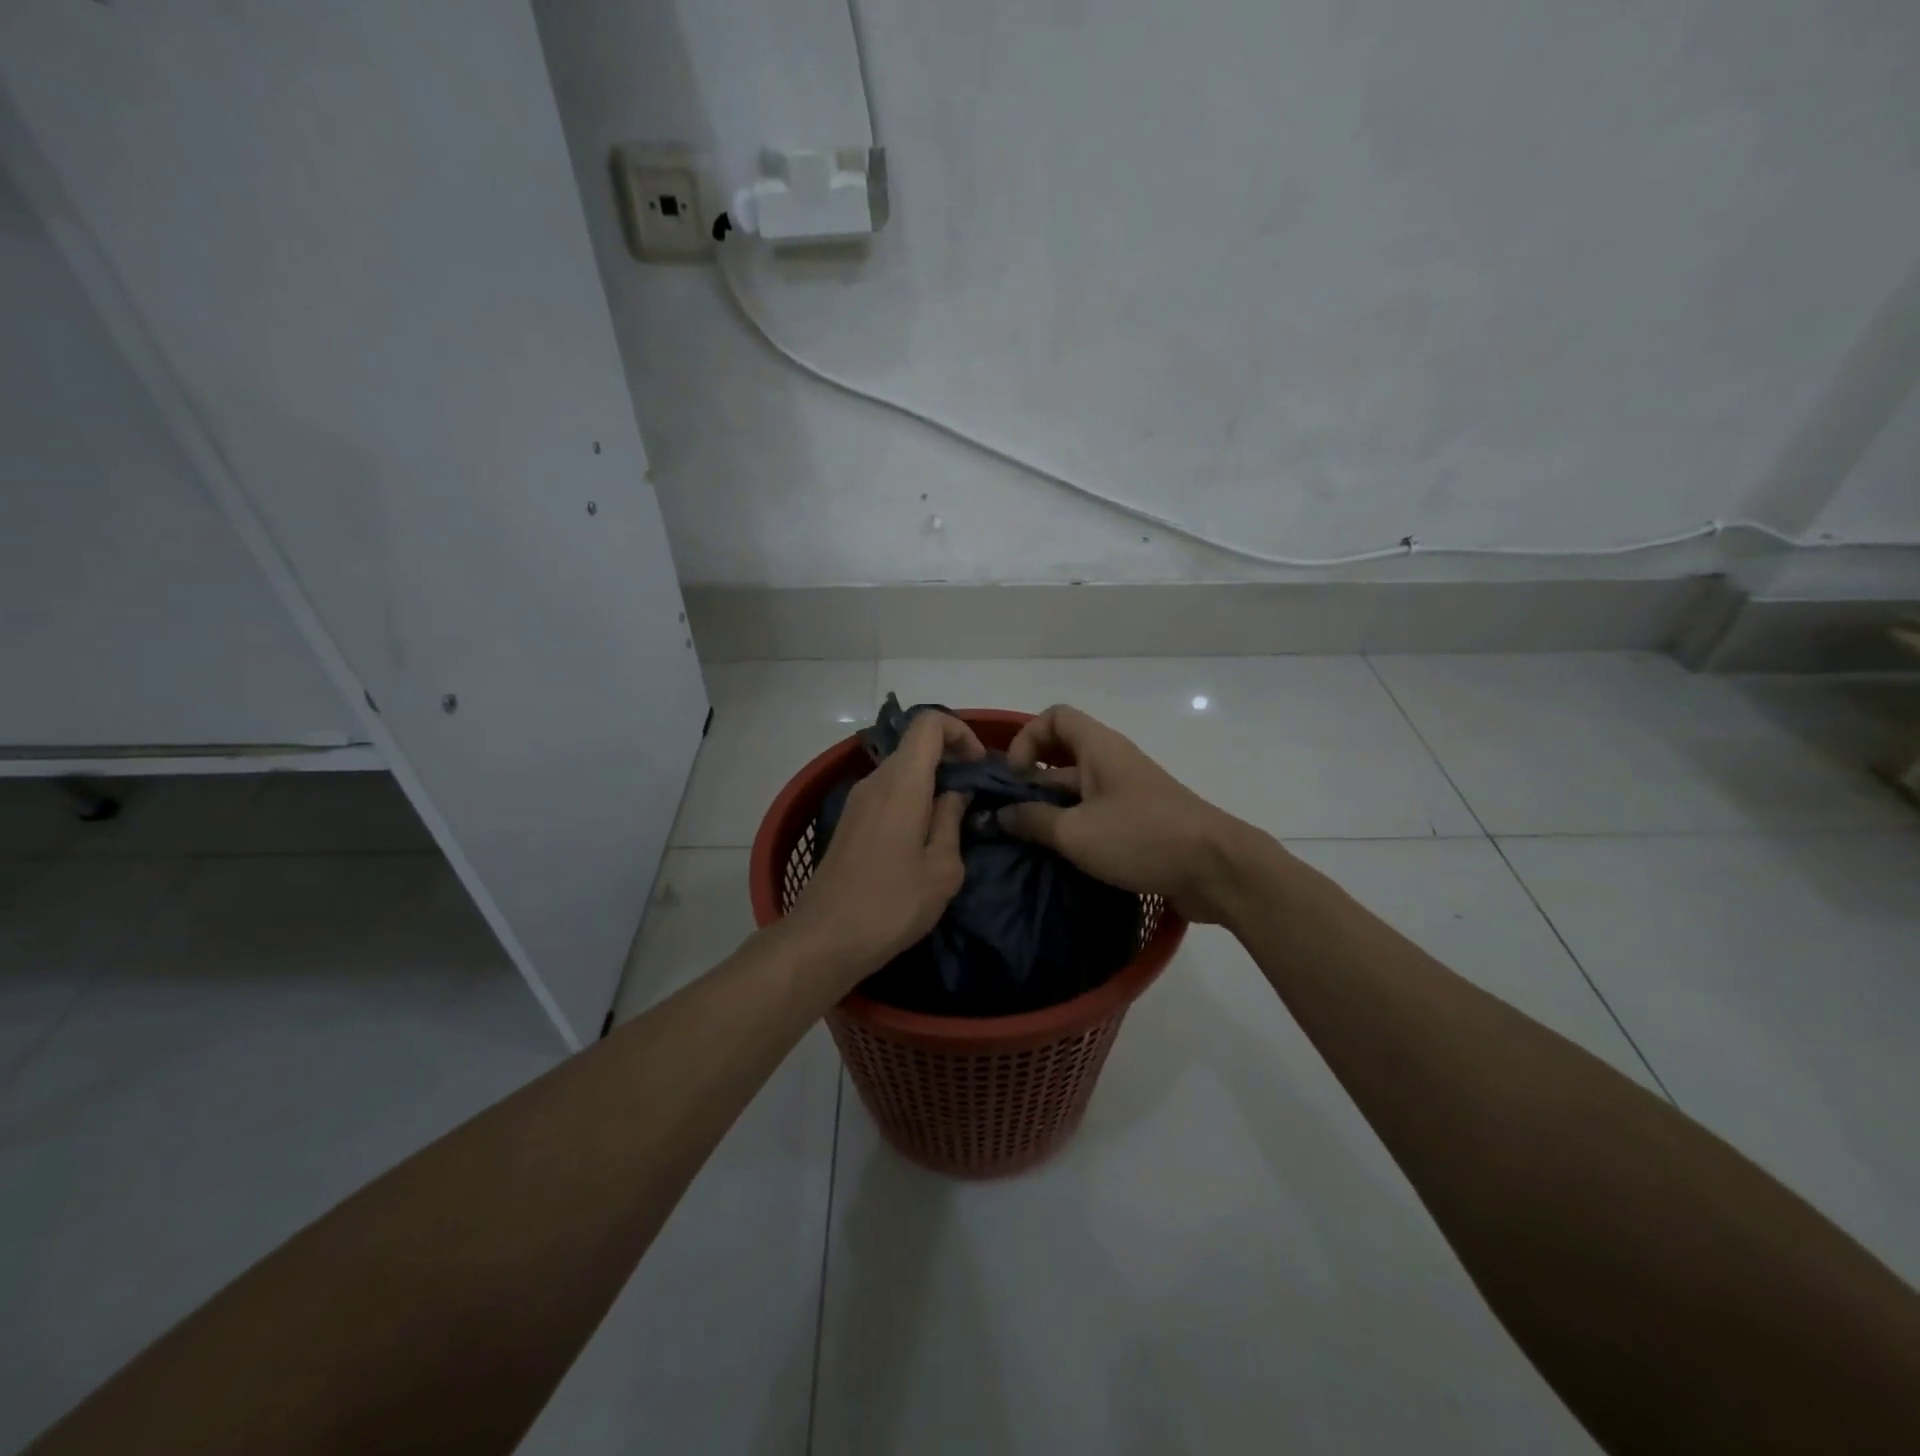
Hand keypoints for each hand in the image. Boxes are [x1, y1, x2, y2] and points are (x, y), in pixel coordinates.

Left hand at [784, 711, 983, 985]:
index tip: (979, 766)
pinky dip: (912, 799)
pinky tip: (923, 838)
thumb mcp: (941, 869)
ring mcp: (858, 800)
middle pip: (915, 746)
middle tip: (975, 796)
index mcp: (902, 783)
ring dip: (931, 782)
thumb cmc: (891, 904)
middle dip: (950, 759)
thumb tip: (955, 794)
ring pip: (901, 770)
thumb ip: (951, 821)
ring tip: (953, 821)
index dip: (960, 732)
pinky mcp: (850, 821)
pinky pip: (887, 792)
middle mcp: (876, 780)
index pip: (928, 723)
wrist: (824, 939)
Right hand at [999, 704, 1245, 923]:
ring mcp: (1127, 793)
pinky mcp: (1138, 822)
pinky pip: (1095, 814)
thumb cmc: (1141, 838)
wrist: (1215, 869)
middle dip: (1032, 782)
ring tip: (1026, 842)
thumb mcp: (1076, 832)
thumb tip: (1001, 815)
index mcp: (1099, 748)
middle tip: (1010, 817)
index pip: (1055, 717)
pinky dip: (1074, 829)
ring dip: (1051, 810)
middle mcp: (1112, 762)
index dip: (1027, 738)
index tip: (1016, 778)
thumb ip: (1033, 821)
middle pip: (1062, 755)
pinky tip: (1058, 858)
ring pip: (1077, 790)